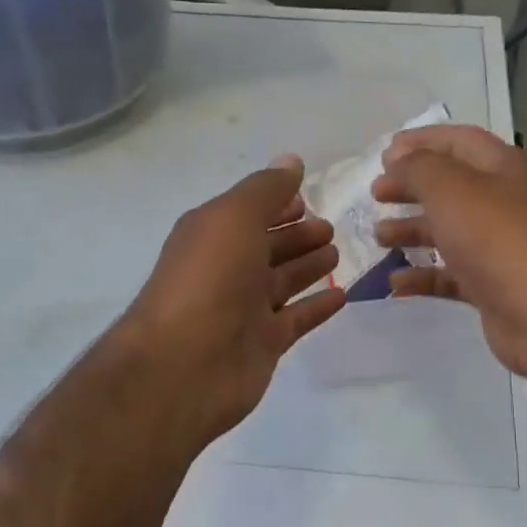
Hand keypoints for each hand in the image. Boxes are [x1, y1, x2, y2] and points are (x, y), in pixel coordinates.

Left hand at [119, 157, 345, 444]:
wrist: (184, 365)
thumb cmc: (208, 280)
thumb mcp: (233, 217)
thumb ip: (265, 189)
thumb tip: (291, 161)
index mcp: (212, 235)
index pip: (249, 212)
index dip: (277, 204)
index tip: (307, 199)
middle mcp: (227, 270)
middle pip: (267, 247)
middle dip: (297, 236)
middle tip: (330, 228)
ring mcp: (244, 310)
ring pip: (283, 282)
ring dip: (308, 267)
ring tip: (337, 255)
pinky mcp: (263, 344)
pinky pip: (295, 319)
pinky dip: (316, 307)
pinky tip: (342, 295)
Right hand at [372, 125, 526, 379]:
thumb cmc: (496, 239)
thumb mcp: (450, 189)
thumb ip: (418, 168)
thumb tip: (397, 160)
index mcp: (499, 169)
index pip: (458, 141)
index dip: (422, 141)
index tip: (384, 154)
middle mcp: (500, 203)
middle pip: (449, 187)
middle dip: (411, 187)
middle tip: (376, 194)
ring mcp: (496, 248)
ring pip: (447, 231)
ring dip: (411, 230)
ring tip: (379, 236)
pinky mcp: (490, 287)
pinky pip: (449, 275)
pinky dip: (422, 276)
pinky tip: (394, 282)